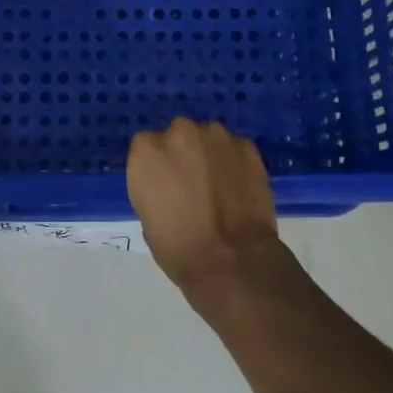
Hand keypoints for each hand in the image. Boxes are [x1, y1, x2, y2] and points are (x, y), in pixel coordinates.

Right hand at [128, 118, 282, 296]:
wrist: (232, 260)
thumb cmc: (178, 248)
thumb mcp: (148, 218)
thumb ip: (154, 188)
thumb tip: (169, 187)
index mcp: (147, 151)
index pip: (147, 147)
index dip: (158, 167)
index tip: (166, 186)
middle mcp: (179, 132)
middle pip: (179, 136)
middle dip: (184, 155)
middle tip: (193, 185)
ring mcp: (215, 136)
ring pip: (209, 139)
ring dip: (210, 155)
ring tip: (220, 186)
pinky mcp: (246, 146)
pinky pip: (235, 149)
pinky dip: (235, 163)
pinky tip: (240, 188)